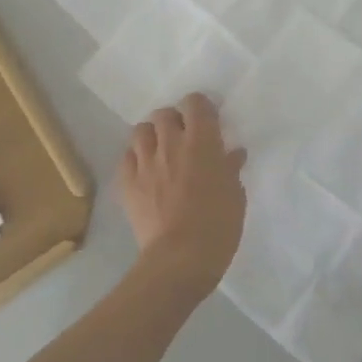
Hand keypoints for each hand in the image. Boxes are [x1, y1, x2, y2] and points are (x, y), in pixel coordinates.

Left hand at [121, 93, 247, 299]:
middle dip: (174, 121)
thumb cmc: (218, 226)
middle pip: (164, 114)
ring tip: (160, 152)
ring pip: (141, 131)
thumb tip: (232, 153)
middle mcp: (170, 143)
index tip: (207, 121)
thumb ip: (231, 169)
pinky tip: (145, 172)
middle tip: (183, 138)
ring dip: (152, 136)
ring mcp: (145, 162)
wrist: (180, 258)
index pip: (195, 103)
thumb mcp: (235, 195)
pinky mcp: (127, 182)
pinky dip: (135, 159)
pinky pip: (126, 157)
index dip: (200, 108)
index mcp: (201, 142)